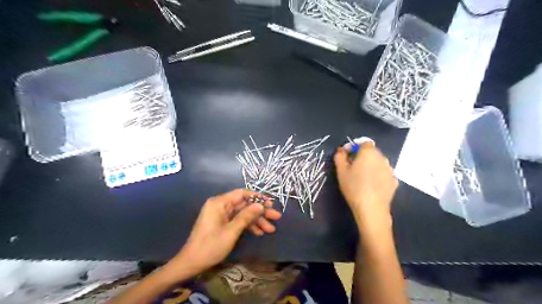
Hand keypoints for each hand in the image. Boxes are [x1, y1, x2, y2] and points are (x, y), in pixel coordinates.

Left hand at [167, 190, 280, 277]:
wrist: (191, 263)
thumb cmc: (211, 246)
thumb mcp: (231, 231)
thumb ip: (246, 216)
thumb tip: (260, 205)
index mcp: (219, 202)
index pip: (242, 194)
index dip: (257, 197)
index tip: (270, 203)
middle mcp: (220, 205)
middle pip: (244, 205)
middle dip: (260, 212)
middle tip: (276, 217)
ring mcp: (221, 215)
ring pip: (243, 213)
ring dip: (256, 221)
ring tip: (270, 229)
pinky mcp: (222, 223)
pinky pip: (237, 220)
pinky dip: (248, 226)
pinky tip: (259, 232)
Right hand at [335, 140, 396, 232]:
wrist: (371, 208)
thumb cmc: (354, 187)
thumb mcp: (341, 171)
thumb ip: (340, 156)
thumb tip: (341, 150)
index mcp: (369, 152)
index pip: (364, 142)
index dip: (355, 147)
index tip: (347, 156)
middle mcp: (382, 158)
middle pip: (372, 152)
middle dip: (362, 156)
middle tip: (353, 167)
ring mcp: (390, 170)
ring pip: (378, 163)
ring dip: (371, 166)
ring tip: (362, 178)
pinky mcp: (394, 181)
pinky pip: (384, 173)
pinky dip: (378, 176)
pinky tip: (371, 186)